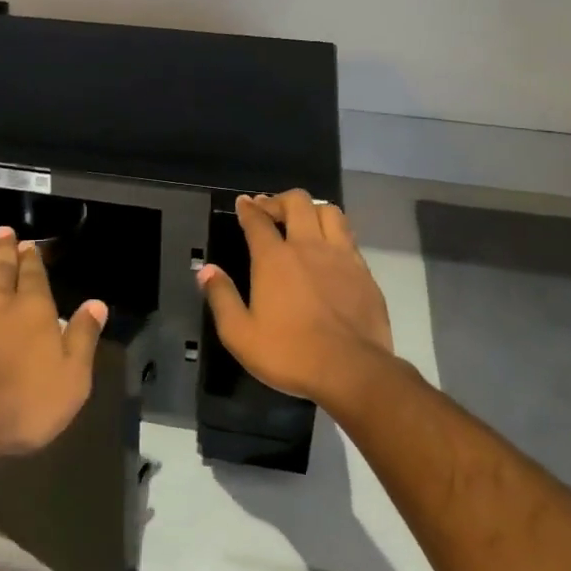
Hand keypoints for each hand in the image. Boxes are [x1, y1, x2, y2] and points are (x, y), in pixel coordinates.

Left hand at [0, 227, 106, 461]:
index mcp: (34, 309)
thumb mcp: (71, 378)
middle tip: (3, 231)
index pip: (35, 276)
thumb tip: (97, 304)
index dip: (33, 259)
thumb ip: (83, 338)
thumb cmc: (21, 402)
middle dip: (5, 249)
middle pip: (2, 267)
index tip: (30, 244)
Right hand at [196, 191, 394, 407]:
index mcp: (274, 259)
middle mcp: (308, 246)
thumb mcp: (240, 334)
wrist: (351, 370)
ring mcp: (341, 256)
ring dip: (312, 210)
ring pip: (329, 212)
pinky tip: (329, 249)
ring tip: (303, 222)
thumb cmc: (289, 353)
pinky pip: (348, 237)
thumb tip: (206, 270)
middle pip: (297, 202)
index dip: (248, 208)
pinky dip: (334, 233)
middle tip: (270, 211)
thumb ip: (221, 297)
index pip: (258, 220)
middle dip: (279, 200)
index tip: (243, 202)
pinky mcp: (364, 271)